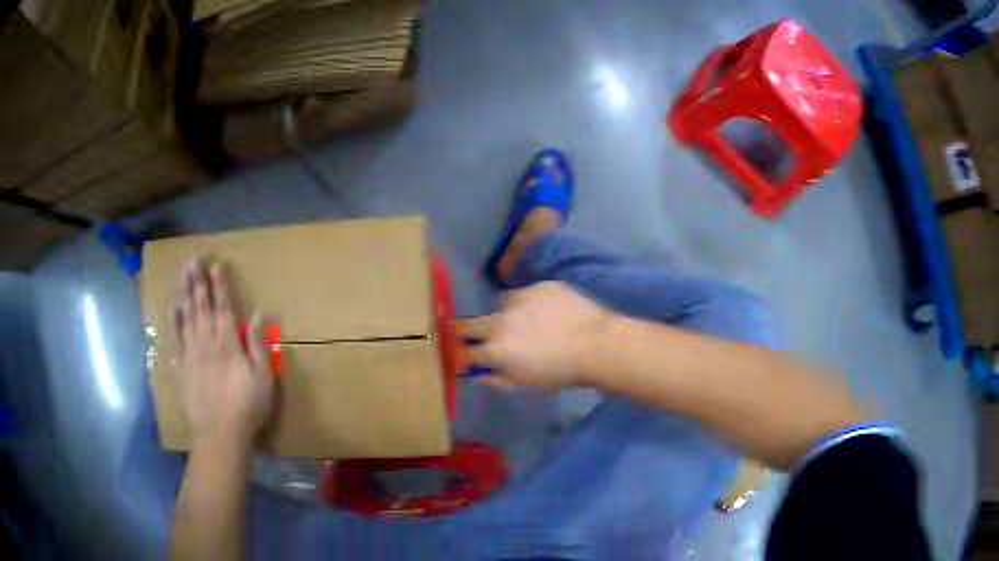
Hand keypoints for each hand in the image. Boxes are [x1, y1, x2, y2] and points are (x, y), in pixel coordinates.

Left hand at [175, 258, 274, 451]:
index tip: (215, 265)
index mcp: (228, 343)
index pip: (223, 307)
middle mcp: (207, 341)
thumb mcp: (264, 378)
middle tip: (193, 258)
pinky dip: (174, 321)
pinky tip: (174, 308)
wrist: (219, 434)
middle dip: (197, 280)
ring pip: (186, 316)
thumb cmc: (246, 407)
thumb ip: (258, 345)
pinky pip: (176, 338)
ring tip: (182, 272)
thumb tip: (257, 315)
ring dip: (185, 292)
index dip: (219, 285)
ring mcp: (191, 353)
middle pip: (201, 305)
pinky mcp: (181, 367)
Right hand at [457, 282, 611, 388]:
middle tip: (472, 333)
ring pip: (501, 306)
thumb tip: (478, 375)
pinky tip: (547, 313)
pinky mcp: (539, 286)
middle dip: (467, 330)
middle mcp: (500, 322)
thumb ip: (497, 380)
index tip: (464, 352)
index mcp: (496, 350)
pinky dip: (530, 303)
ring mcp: (519, 300)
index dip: (463, 353)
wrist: (597, 344)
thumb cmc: (560, 373)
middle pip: (470, 324)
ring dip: (505, 315)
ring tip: (526, 323)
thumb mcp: (525, 385)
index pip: (466, 351)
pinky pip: (525, 294)